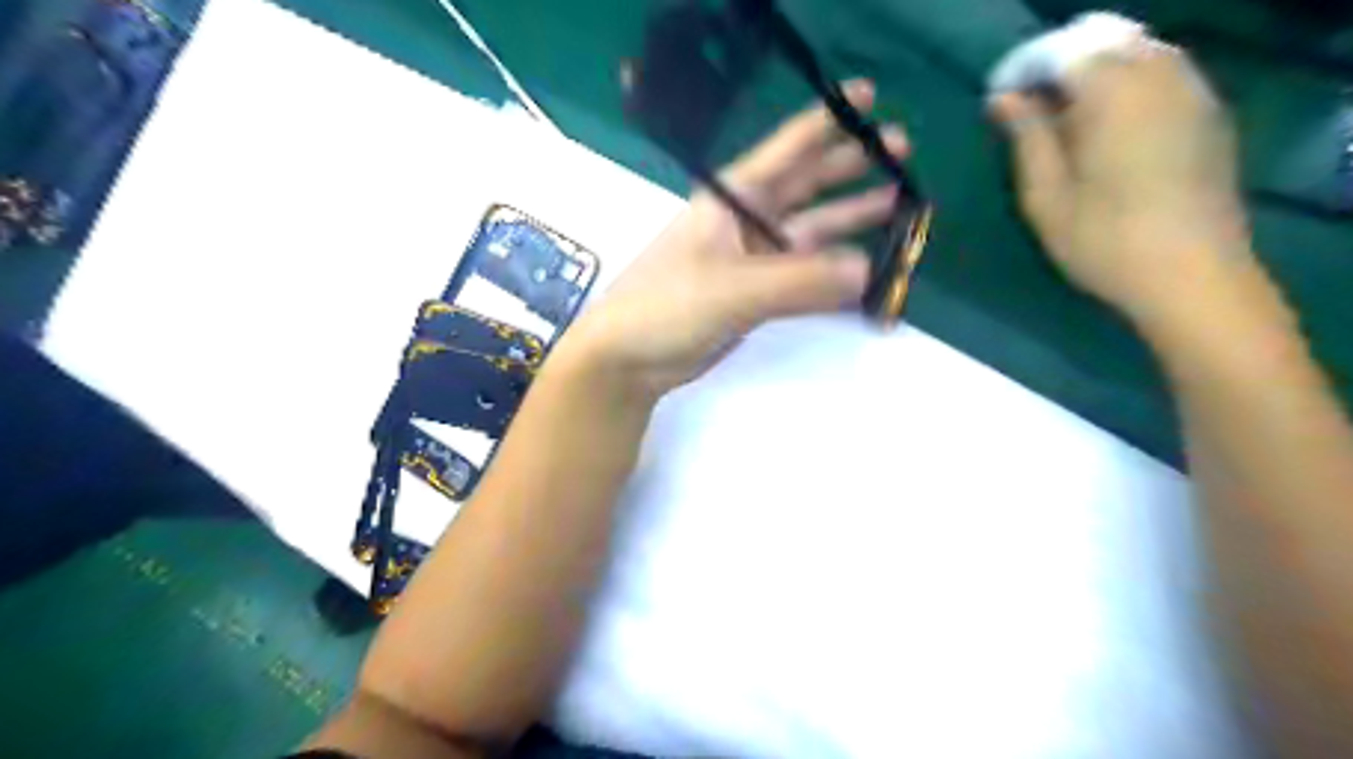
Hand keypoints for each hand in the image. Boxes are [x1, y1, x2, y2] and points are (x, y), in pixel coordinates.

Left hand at [555, 79, 912, 400]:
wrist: (630, 357)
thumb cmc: (667, 304)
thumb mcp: (732, 288)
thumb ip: (799, 281)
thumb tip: (867, 270)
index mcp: (733, 199)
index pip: (787, 150)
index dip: (826, 122)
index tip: (869, 96)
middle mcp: (747, 222)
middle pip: (806, 186)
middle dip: (850, 167)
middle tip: (903, 150)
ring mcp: (754, 260)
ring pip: (811, 233)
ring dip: (850, 219)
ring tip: (899, 203)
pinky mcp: (756, 295)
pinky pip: (805, 277)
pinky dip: (833, 274)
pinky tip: (865, 267)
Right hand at [992, 38, 1250, 321]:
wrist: (1191, 275)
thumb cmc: (1103, 241)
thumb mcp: (1046, 196)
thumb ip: (1027, 138)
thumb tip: (1004, 98)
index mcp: (1113, 95)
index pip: (1062, 52)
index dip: (1023, 69)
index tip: (997, 101)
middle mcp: (1160, 77)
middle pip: (1105, 41)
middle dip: (1060, 64)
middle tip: (1028, 108)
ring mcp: (1193, 92)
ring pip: (1139, 51)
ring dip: (1096, 71)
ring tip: (1065, 116)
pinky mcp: (1210, 114)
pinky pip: (1165, 72)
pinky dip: (1129, 82)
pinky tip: (1110, 123)